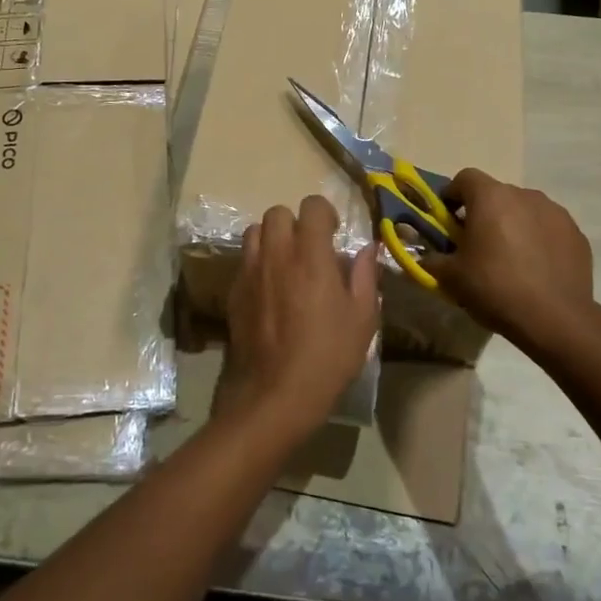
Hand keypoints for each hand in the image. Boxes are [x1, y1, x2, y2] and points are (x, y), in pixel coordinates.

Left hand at [222, 195, 378, 442]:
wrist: (274, 394)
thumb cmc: (327, 357)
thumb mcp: (362, 320)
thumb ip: (364, 277)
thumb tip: (367, 249)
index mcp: (311, 256)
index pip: (312, 206)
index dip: (325, 213)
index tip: (334, 234)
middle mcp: (276, 255)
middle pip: (277, 212)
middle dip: (295, 222)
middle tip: (310, 248)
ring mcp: (250, 272)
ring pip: (255, 232)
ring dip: (272, 238)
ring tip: (287, 263)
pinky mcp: (233, 292)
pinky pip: (244, 261)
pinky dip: (258, 263)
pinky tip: (270, 289)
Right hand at [424, 168, 594, 353]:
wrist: (555, 318)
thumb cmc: (495, 288)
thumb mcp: (452, 278)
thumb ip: (433, 261)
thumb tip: (424, 258)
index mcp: (491, 198)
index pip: (465, 178)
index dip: (452, 195)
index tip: (448, 219)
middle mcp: (525, 195)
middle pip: (496, 195)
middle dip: (483, 213)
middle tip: (476, 244)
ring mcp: (555, 212)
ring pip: (524, 210)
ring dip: (513, 225)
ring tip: (509, 258)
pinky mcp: (576, 234)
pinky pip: (548, 229)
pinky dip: (538, 240)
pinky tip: (535, 269)